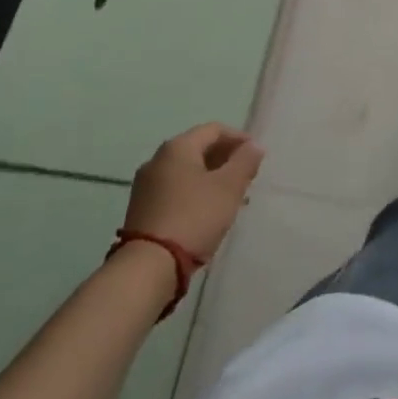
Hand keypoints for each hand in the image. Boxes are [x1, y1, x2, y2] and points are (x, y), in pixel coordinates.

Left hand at [124, 123, 263, 258]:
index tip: (256, 155)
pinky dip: (194, 193)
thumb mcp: (229, 187)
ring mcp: (145, 186)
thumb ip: (245, 161)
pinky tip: (207, 212)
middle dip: (225, 160)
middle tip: (246, 177)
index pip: (214, 130)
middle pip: (198, 149)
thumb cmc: (194, 218)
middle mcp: (157, 160)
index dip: (239, 138)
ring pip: (186, 172)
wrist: (148, 268)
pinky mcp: (141, 210)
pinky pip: (174, 190)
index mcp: (177, 147)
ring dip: (211, 178)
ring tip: (230, 197)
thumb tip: (254, 146)